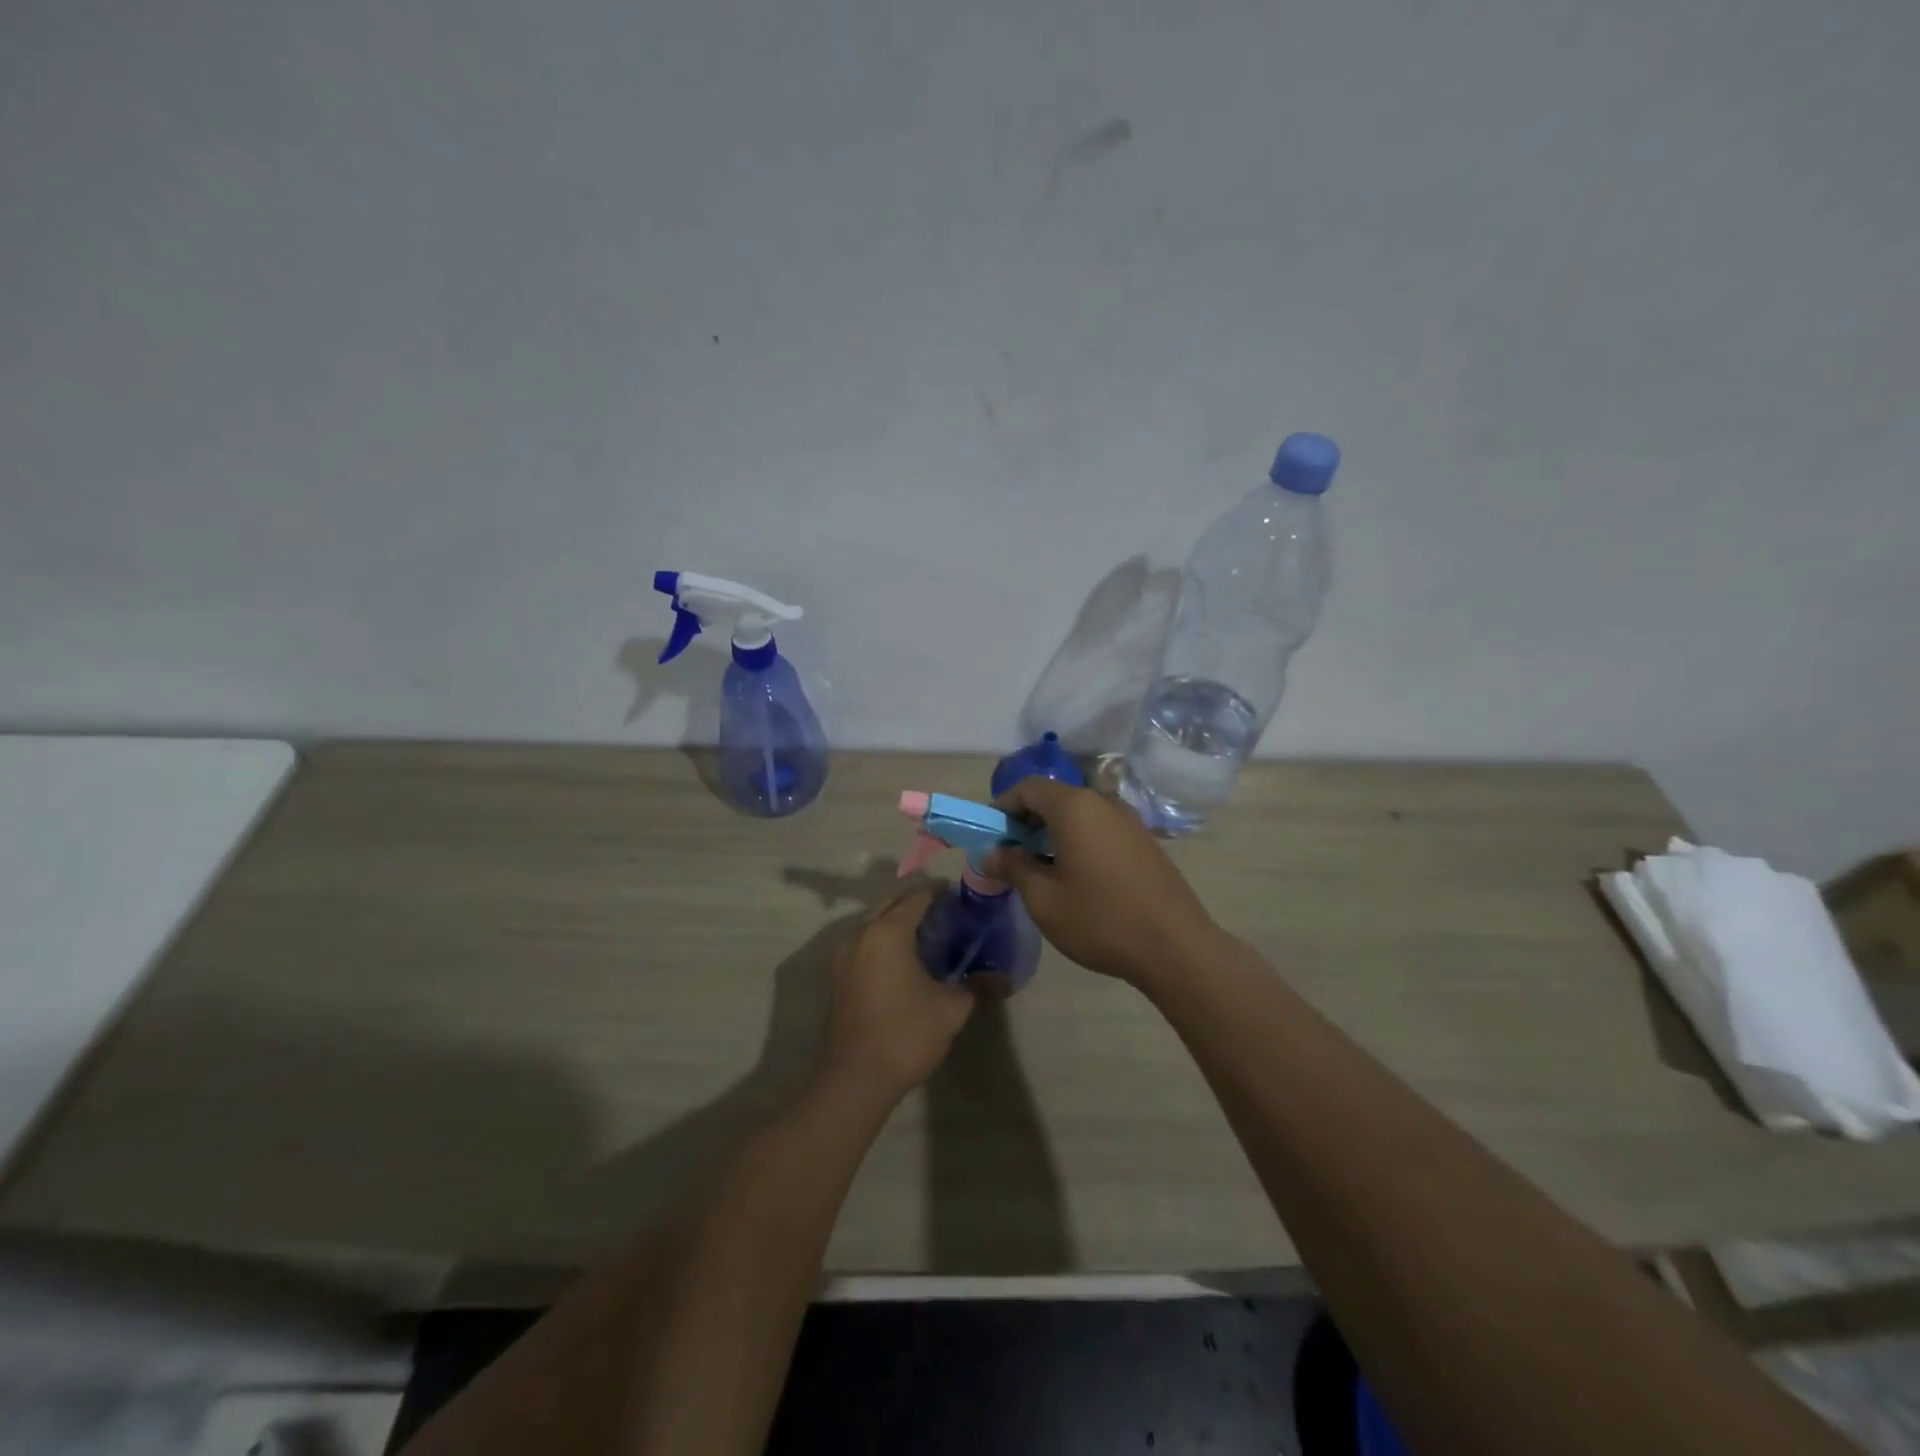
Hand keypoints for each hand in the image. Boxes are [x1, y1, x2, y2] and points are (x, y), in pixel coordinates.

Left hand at [821, 886, 973, 1101]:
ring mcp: (844, 953)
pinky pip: (866, 940)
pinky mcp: (839, 974)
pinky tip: (907, 961)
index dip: (942, 893)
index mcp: (888, 931)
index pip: (917, 896)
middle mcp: (861, 933)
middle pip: (893, 903)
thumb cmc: (905, 1034)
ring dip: (900, 921)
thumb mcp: (951, 1009)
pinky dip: (885, 939)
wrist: (855, 1078)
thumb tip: (1004, 978)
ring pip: (876, 921)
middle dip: (919, 904)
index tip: (964, 900)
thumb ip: (978, 986)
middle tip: (950, 917)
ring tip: (931, 938)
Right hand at [983, 778, 1218, 983]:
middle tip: (1012, 857)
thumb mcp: (1044, 899)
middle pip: (1055, 798)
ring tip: (1041, 870)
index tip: (991, 837)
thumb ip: (1013, 868)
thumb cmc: (1100, 919)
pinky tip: (1076, 877)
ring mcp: (1128, 820)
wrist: (1175, 947)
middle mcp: (1103, 803)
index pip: (1028, 788)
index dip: (1003, 807)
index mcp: (1075, 807)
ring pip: (1079, 814)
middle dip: (1027, 822)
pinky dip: (1079, 841)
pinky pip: (1101, 828)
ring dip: (1053, 833)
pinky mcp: (1145, 841)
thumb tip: (991, 854)